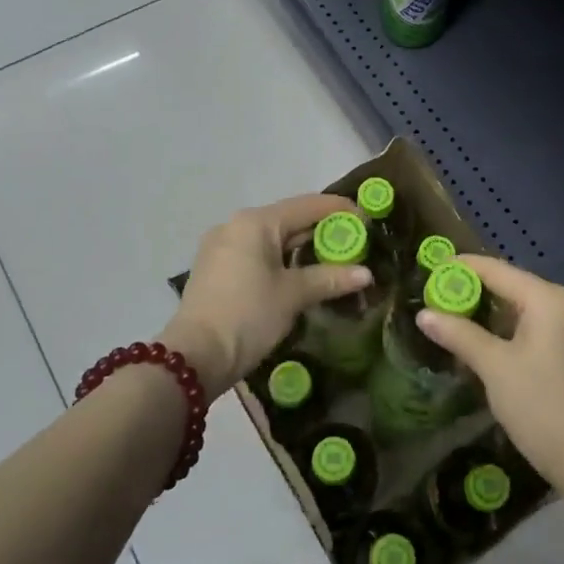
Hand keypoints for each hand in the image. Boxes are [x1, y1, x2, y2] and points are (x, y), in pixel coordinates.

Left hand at [161, 193, 370, 398]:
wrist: (195, 357)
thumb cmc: (248, 316)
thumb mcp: (293, 295)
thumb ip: (330, 279)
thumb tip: (366, 274)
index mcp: (256, 222)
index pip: (308, 205)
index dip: (340, 211)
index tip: (367, 221)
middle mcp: (236, 226)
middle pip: (289, 219)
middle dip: (323, 231)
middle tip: (355, 245)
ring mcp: (222, 246)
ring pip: (272, 238)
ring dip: (302, 247)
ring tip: (333, 260)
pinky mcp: (216, 268)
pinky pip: (257, 253)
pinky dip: (281, 259)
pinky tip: (300, 274)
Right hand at [415, 255, 563, 481]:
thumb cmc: (538, 404)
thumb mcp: (493, 366)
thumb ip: (458, 334)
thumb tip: (424, 314)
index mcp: (549, 299)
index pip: (498, 270)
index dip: (463, 268)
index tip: (433, 268)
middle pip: (514, 286)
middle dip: (477, 291)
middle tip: (440, 296)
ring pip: (527, 309)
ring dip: (494, 313)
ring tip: (458, 318)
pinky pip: (540, 327)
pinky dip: (514, 329)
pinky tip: (491, 342)